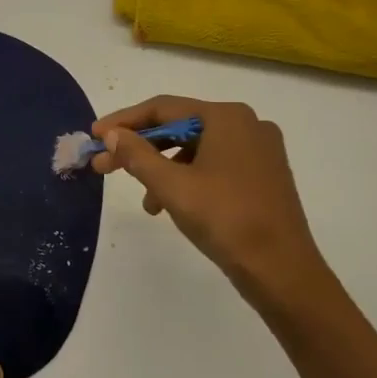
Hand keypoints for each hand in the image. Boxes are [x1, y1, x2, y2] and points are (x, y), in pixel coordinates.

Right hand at [92, 97, 333, 315]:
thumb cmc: (224, 219)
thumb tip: (112, 134)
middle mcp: (247, 124)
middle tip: (104, 166)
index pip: (163, 108)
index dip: (124, 121)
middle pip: (180, 127)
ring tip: (145, 201)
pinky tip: (172, 206)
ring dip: (162, 169)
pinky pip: (214, 165)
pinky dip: (187, 179)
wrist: (281, 269)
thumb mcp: (171, 186)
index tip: (95, 136)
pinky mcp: (263, 176)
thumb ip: (137, 155)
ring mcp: (259, 151)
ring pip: (195, 149)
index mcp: (227, 117)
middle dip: (140, 148)